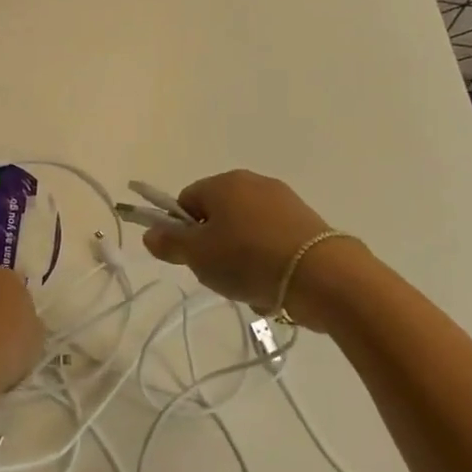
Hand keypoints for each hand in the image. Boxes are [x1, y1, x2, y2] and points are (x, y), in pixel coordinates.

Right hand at [142, 170, 361, 324]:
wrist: (322, 275)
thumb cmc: (249, 259)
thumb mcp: (199, 256)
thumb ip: (170, 243)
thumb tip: (149, 232)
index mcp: (223, 183)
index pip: (187, 200)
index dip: (183, 231)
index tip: (192, 258)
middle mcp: (253, 183)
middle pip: (218, 216)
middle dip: (215, 247)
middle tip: (219, 275)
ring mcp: (284, 201)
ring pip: (246, 233)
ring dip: (242, 259)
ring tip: (251, 288)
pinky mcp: (308, 223)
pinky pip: (273, 242)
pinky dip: (269, 262)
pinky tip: (275, 287)